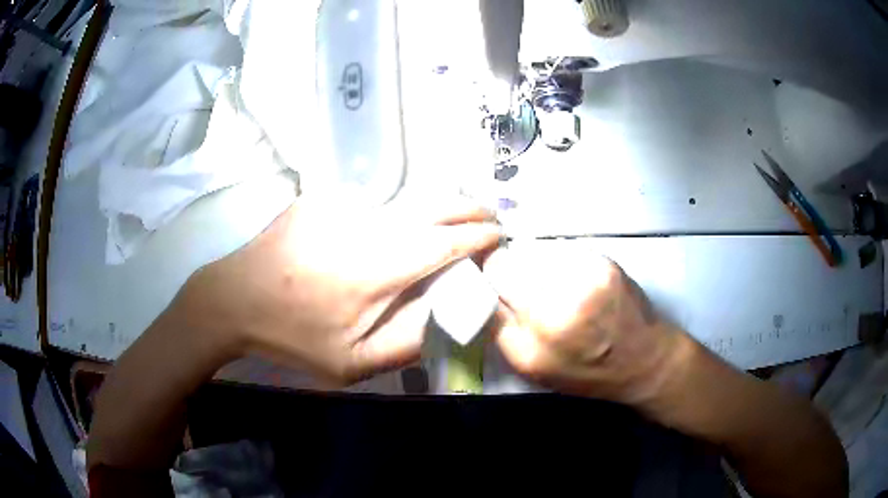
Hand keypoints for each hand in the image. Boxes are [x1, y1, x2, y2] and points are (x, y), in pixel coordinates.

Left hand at [179, 195, 500, 384]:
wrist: (234, 298)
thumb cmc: (292, 336)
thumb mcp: (352, 364)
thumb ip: (407, 342)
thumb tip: (444, 314)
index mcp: (379, 268)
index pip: (445, 241)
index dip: (478, 236)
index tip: (498, 236)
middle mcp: (367, 225)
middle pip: (432, 204)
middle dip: (468, 207)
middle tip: (488, 216)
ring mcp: (341, 204)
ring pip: (404, 200)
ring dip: (434, 208)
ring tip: (450, 220)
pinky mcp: (322, 198)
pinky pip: (370, 203)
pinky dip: (392, 212)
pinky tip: (387, 228)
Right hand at [484, 242, 686, 405]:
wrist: (641, 360)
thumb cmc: (583, 371)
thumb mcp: (529, 365)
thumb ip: (497, 324)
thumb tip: (480, 287)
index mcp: (544, 322)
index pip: (497, 268)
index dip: (492, 276)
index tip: (497, 287)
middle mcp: (568, 289)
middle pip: (518, 255)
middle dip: (515, 274)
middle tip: (531, 297)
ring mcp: (591, 269)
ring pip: (541, 251)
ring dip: (539, 269)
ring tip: (557, 293)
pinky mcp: (605, 259)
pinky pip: (565, 252)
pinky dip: (562, 266)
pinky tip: (576, 286)